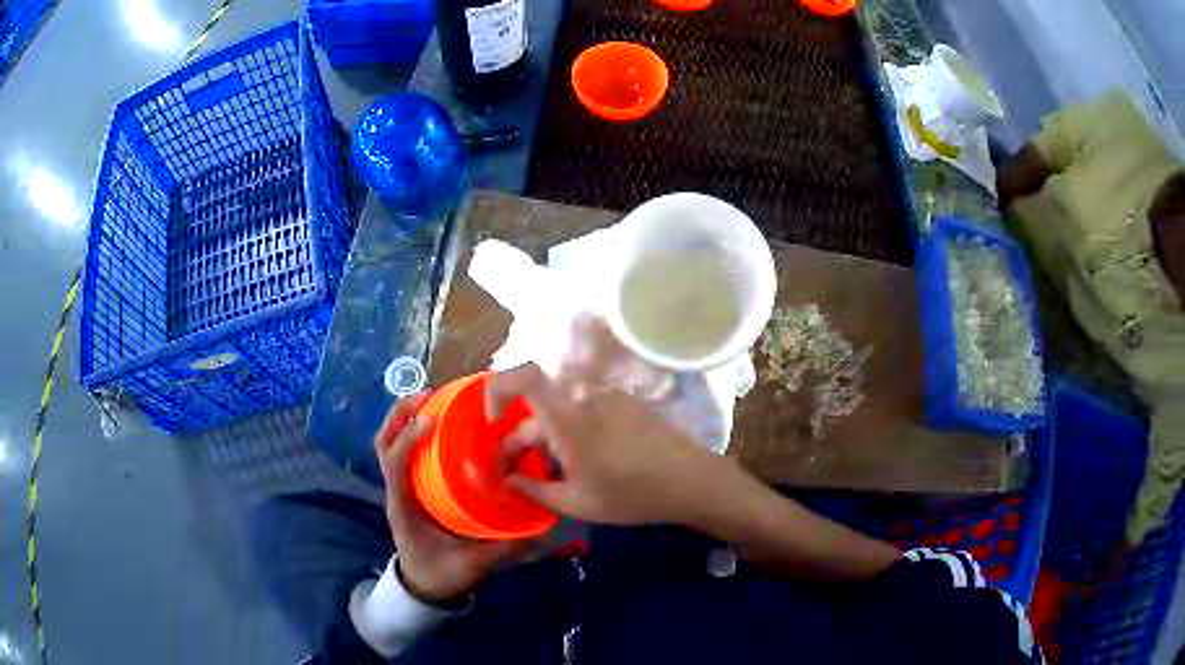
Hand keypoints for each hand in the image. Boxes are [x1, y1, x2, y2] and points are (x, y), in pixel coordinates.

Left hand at [374, 395, 523, 603]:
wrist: (424, 587)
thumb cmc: (442, 574)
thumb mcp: (471, 566)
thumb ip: (502, 550)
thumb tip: (539, 530)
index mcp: (404, 507)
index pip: (394, 464)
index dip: (408, 439)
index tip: (433, 420)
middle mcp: (397, 490)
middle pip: (384, 442)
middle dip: (400, 415)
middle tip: (429, 393)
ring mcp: (401, 487)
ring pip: (390, 443)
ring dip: (405, 417)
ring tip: (434, 398)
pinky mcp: (410, 487)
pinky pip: (405, 451)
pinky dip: (415, 430)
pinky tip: (443, 424)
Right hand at [486, 363, 717, 525]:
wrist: (692, 481)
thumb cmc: (632, 495)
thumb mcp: (577, 503)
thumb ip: (534, 491)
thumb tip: (506, 482)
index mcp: (569, 419)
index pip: (524, 377)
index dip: (498, 389)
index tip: (492, 422)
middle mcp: (586, 399)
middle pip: (541, 411)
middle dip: (525, 442)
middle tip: (520, 478)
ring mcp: (611, 399)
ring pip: (565, 416)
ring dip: (552, 442)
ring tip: (563, 479)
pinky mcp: (629, 405)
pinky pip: (589, 415)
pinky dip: (577, 435)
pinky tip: (590, 466)